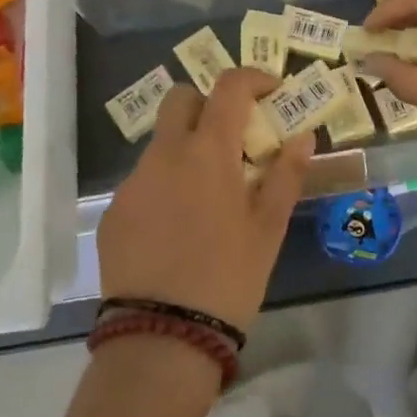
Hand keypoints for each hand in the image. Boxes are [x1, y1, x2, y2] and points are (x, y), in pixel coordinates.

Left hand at [98, 68, 314, 331]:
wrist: (161, 338)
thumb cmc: (228, 278)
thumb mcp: (268, 229)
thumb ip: (286, 175)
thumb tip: (303, 136)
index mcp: (207, 151)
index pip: (228, 87)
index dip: (252, 78)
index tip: (271, 90)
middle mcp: (164, 154)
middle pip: (181, 99)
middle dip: (208, 103)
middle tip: (233, 136)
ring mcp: (133, 182)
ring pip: (161, 142)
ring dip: (186, 147)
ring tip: (208, 194)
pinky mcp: (113, 212)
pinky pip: (143, 180)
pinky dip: (165, 184)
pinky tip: (178, 226)